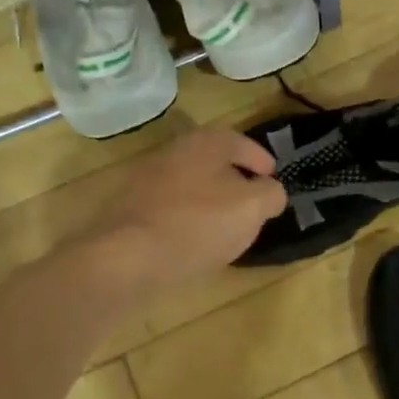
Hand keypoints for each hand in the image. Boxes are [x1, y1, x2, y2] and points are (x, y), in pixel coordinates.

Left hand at [86, 126, 287, 289]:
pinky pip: (169, 207)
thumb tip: (271, 191)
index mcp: (204, 142)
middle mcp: (173, 151)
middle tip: (251, 201)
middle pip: (212, 160)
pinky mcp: (130, 208)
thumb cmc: (198, 224)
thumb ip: (270, 194)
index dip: (260, 159)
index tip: (272, 177)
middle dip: (234, 178)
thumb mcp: (251, 208)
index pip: (240, 141)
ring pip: (189, 183)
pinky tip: (193, 242)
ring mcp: (146, 179)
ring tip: (225, 225)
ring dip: (209, 199)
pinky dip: (186, 217)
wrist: (126, 257)